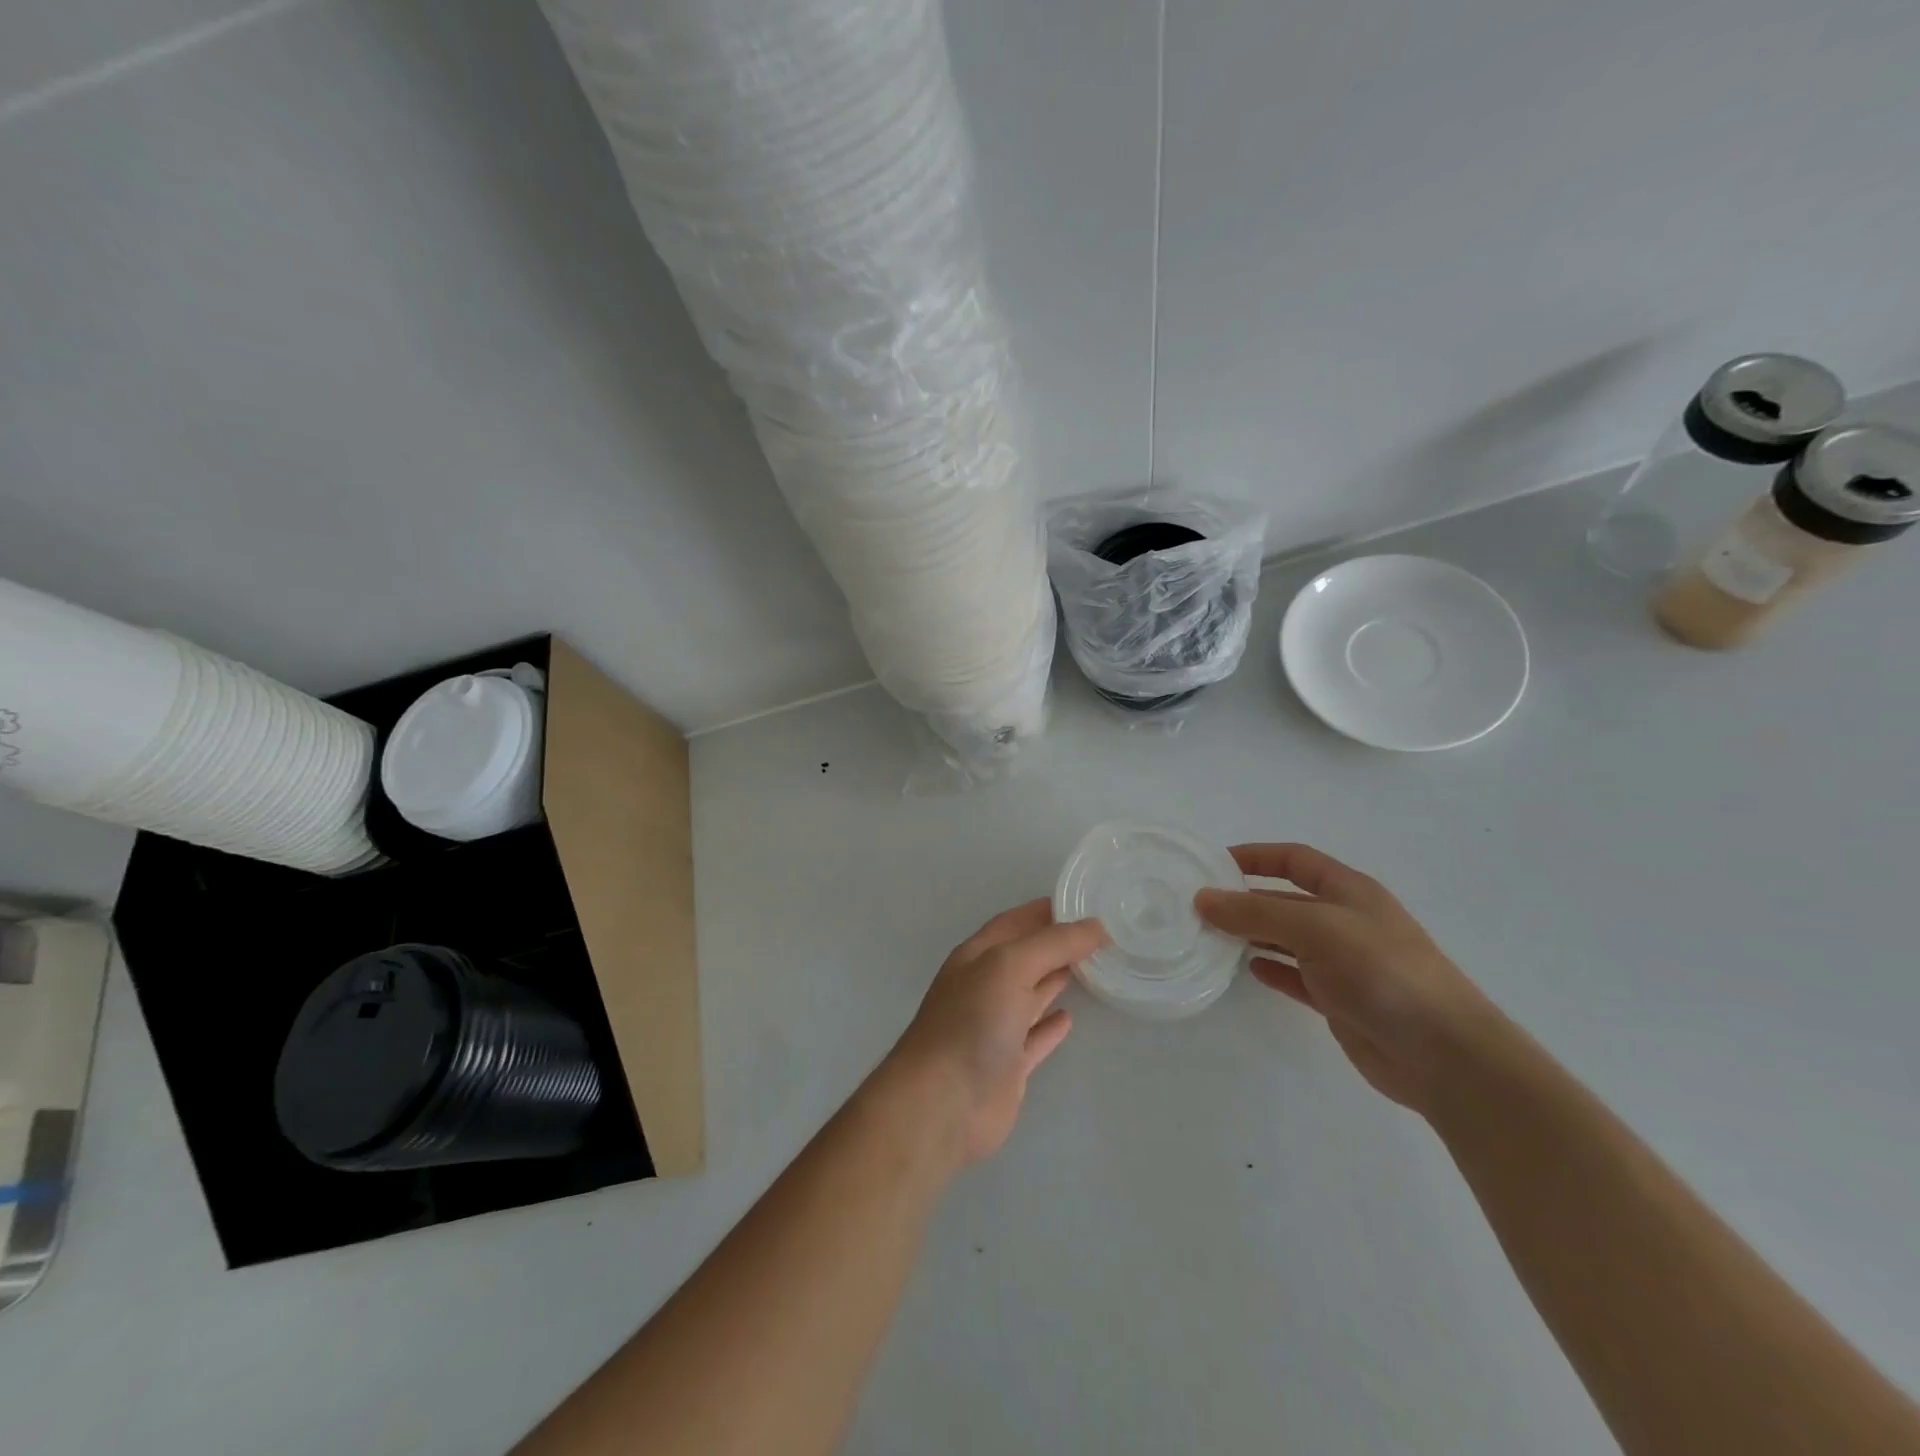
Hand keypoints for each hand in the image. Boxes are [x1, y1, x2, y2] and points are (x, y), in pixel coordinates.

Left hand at [881, 900, 1106, 1167]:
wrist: (943, 1102)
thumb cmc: (972, 1021)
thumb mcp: (1010, 966)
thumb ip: (1054, 943)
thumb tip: (1097, 926)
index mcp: (976, 957)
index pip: (1013, 923)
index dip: (1043, 911)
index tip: (1081, 902)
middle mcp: (984, 987)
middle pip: (1024, 957)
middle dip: (1055, 944)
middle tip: (1098, 934)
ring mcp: (994, 1028)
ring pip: (1030, 995)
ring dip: (1055, 980)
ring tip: (1092, 967)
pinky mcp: (1007, 1065)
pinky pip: (1034, 1038)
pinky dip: (1050, 1027)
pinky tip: (1069, 1018)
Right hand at [1195, 843, 1499, 1113]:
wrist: (1443, 1053)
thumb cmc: (1381, 971)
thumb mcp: (1315, 927)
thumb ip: (1256, 912)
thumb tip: (1203, 898)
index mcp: (1349, 891)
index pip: (1294, 859)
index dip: (1255, 856)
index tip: (1213, 864)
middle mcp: (1346, 921)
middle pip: (1286, 899)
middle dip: (1246, 899)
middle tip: (1200, 907)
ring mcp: (1344, 962)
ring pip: (1287, 939)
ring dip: (1252, 935)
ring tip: (1212, 938)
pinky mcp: (1340, 1000)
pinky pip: (1296, 976)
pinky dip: (1271, 970)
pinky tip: (1249, 971)